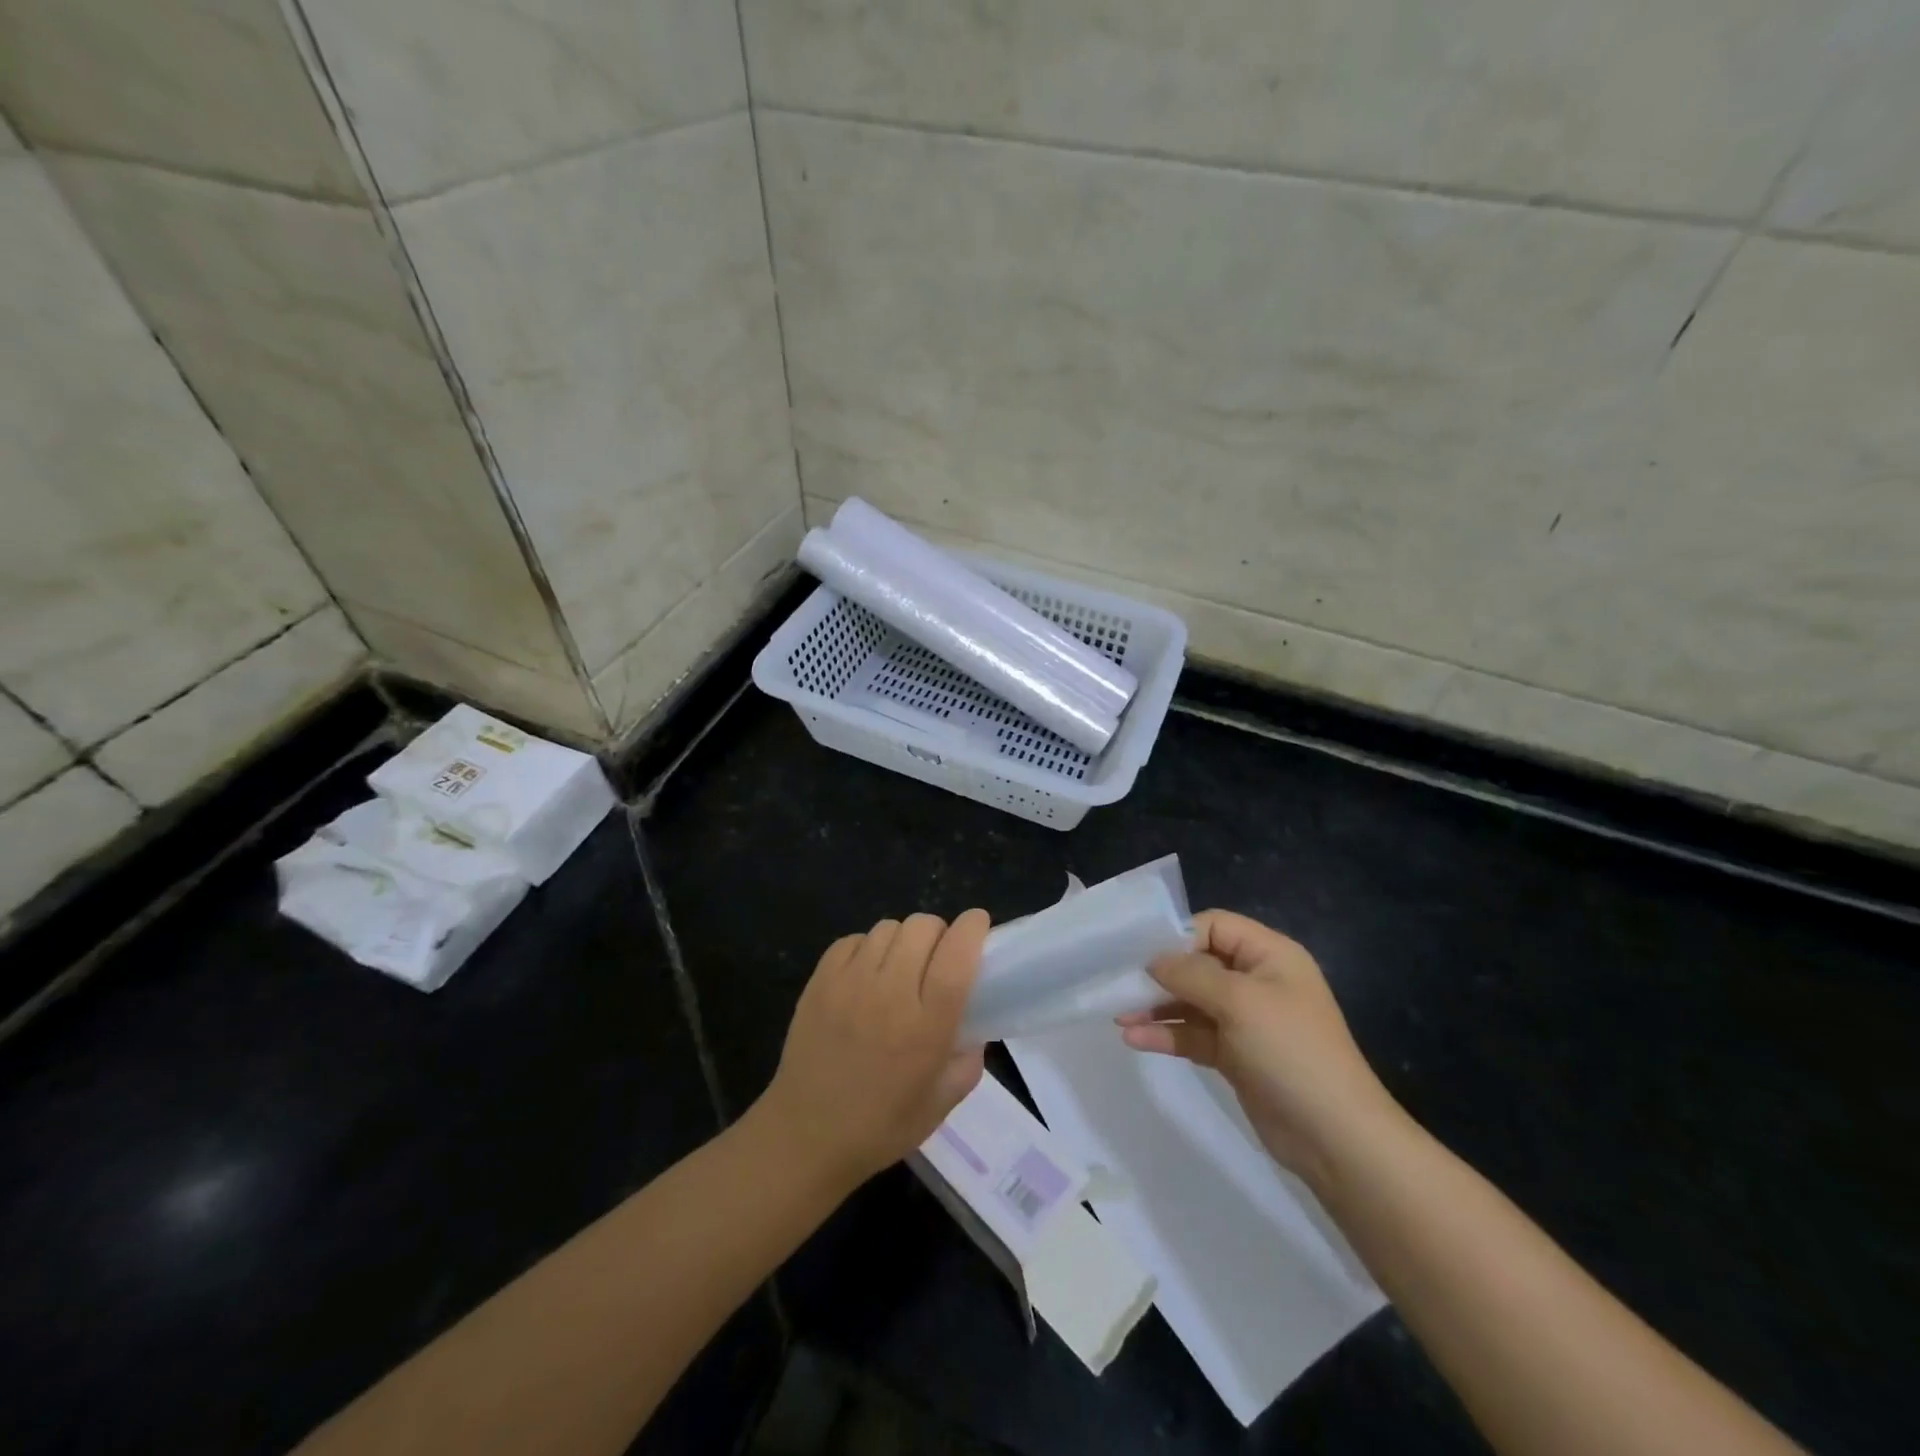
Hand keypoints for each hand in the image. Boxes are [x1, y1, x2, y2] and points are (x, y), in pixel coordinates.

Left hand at [756, 911, 989, 1188]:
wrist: (805, 1136)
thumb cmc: (880, 1126)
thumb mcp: (941, 1104)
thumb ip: (968, 1061)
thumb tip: (974, 1028)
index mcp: (927, 1026)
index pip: (957, 954)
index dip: (972, 928)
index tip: (978, 924)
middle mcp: (891, 994)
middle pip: (923, 927)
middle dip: (939, 933)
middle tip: (936, 958)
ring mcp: (851, 982)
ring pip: (888, 927)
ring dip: (903, 940)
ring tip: (898, 967)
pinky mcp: (820, 980)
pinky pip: (853, 939)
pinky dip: (867, 948)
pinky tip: (865, 974)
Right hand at [1118, 910, 1402, 1188]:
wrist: (1335, 1138)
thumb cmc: (1290, 1052)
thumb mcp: (1239, 1002)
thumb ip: (1190, 974)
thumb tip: (1153, 961)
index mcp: (1269, 955)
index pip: (1214, 926)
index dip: (1179, 936)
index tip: (1143, 955)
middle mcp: (1257, 981)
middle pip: (1198, 963)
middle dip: (1159, 974)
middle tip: (1120, 984)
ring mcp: (1245, 1020)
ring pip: (1191, 1002)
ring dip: (1156, 1006)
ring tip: (1119, 1015)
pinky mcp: (1235, 1055)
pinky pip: (1194, 1035)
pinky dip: (1166, 1035)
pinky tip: (1134, 1039)